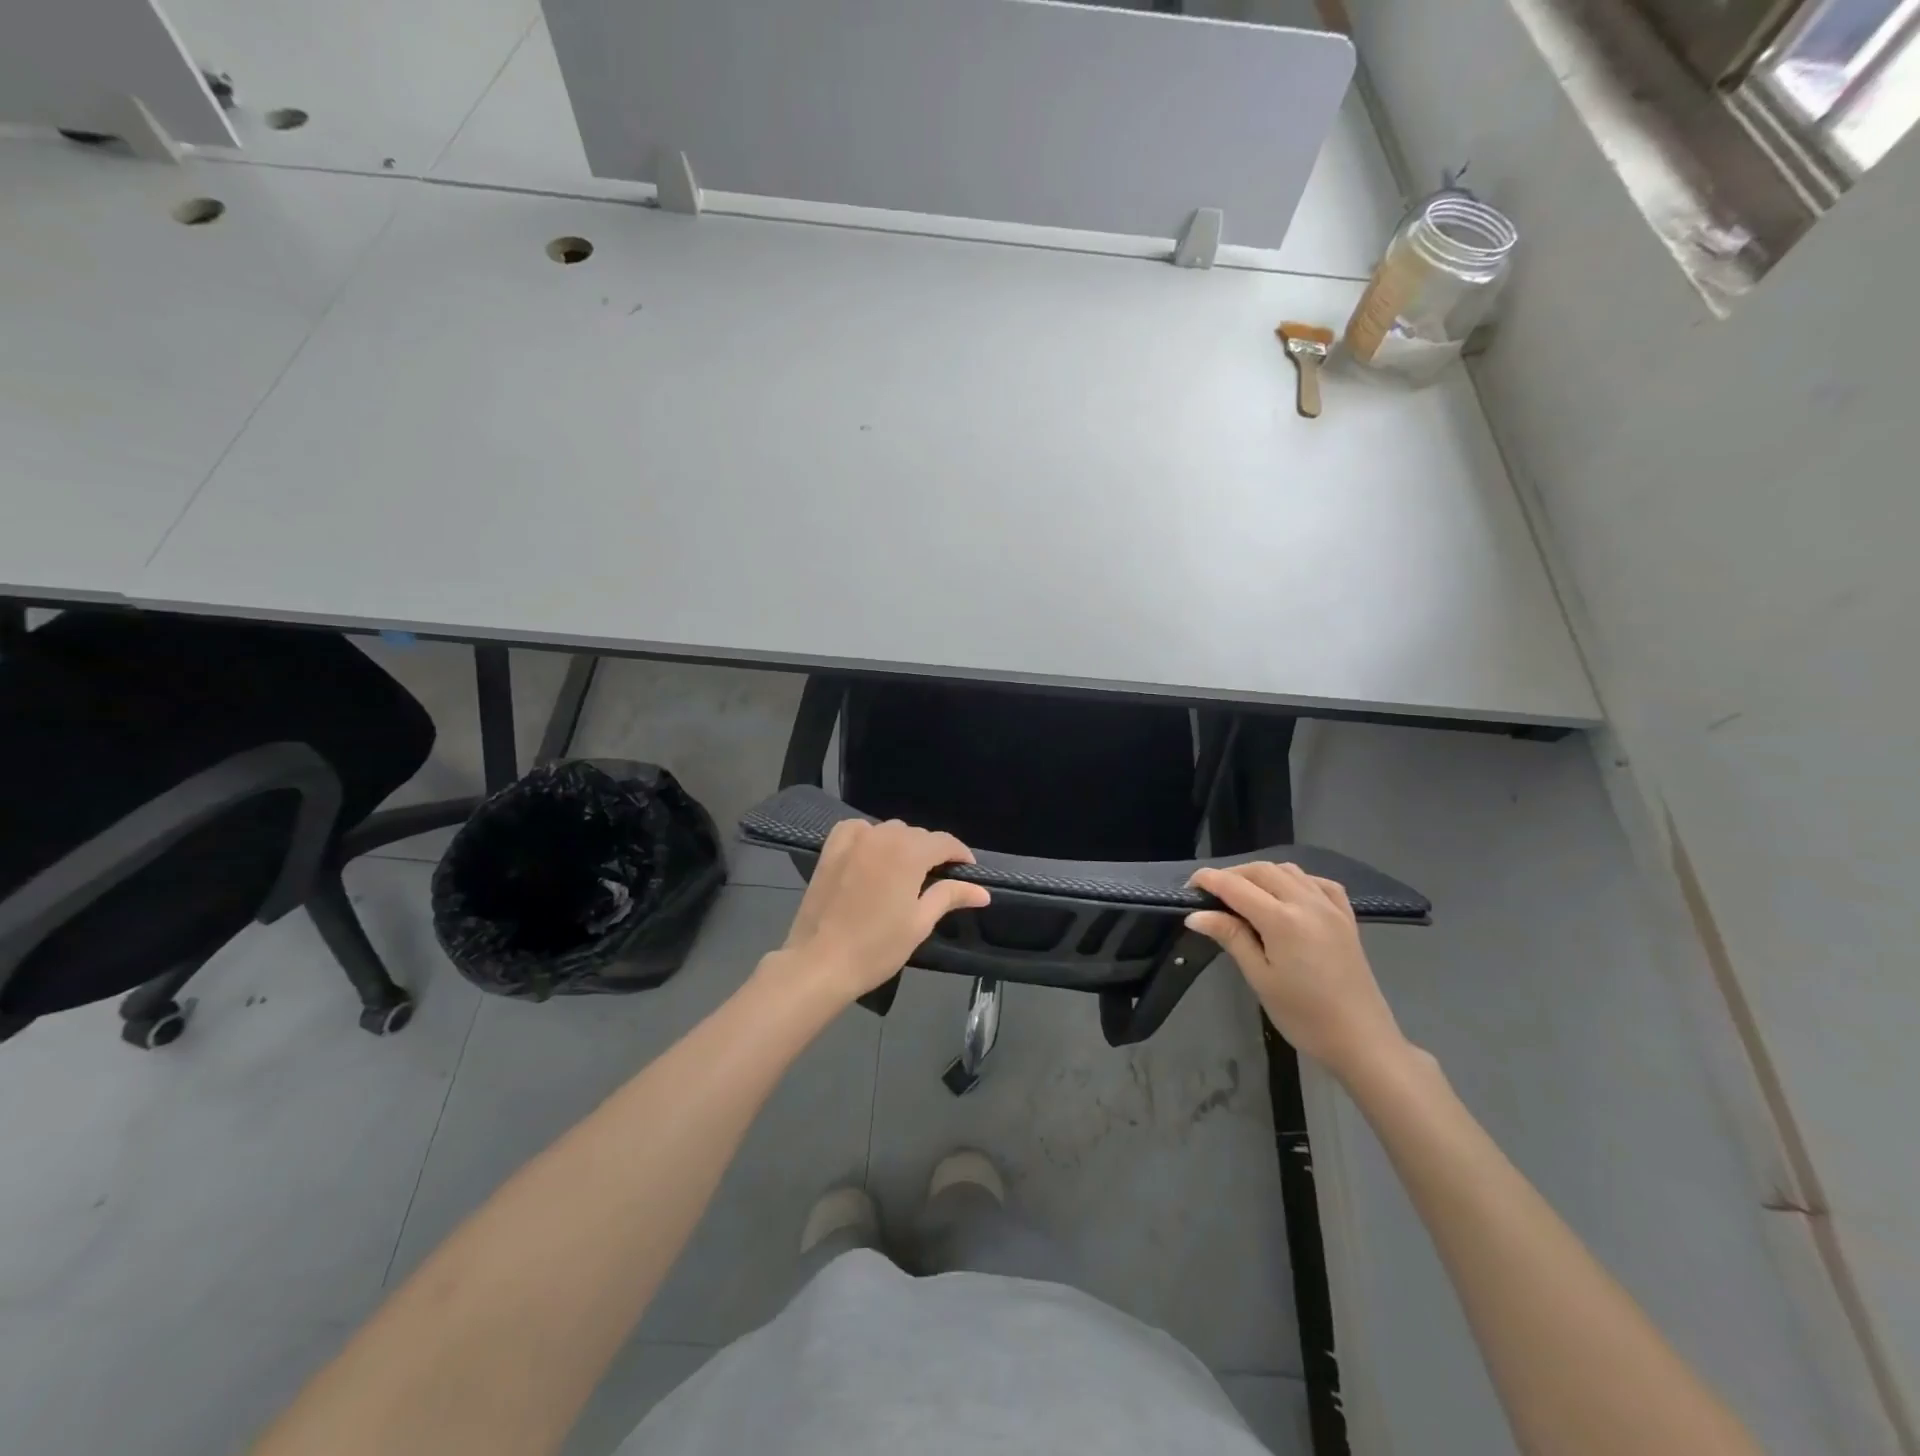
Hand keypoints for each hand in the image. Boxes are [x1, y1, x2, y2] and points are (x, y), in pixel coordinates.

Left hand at [771, 818, 990, 1004]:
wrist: (820, 963)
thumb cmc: (876, 947)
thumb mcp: (920, 923)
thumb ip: (950, 896)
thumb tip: (982, 891)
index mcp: (909, 853)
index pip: (944, 842)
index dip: (960, 854)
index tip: (968, 872)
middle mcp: (883, 837)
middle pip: (917, 835)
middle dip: (932, 852)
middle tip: (937, 880)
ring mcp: (853, 840)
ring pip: (889, 831)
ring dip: (902, 844)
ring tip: (905, 871)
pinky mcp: (831, 849)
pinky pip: (857, 829)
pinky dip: (870, 835)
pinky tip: (872, 853)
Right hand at [1186, 862, 1409, 1082]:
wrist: (1363, 1041)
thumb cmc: (1304, 1016)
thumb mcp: (1260, 978)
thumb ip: (1231, 937)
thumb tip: (1196, 915)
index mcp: (1282, 919)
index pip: (1235, 886)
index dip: (1208, 880)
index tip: (1188, 887)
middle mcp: (1306, 902)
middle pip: (1261, 871)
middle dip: (1232, 875)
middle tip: (1212, 895)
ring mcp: (1331, 907)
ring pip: (1289, 871)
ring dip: (1261, 874)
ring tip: (1244, 895)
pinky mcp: (1346, 918)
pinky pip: (1318, 883)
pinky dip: (1296, 880)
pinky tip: (1287, 895)